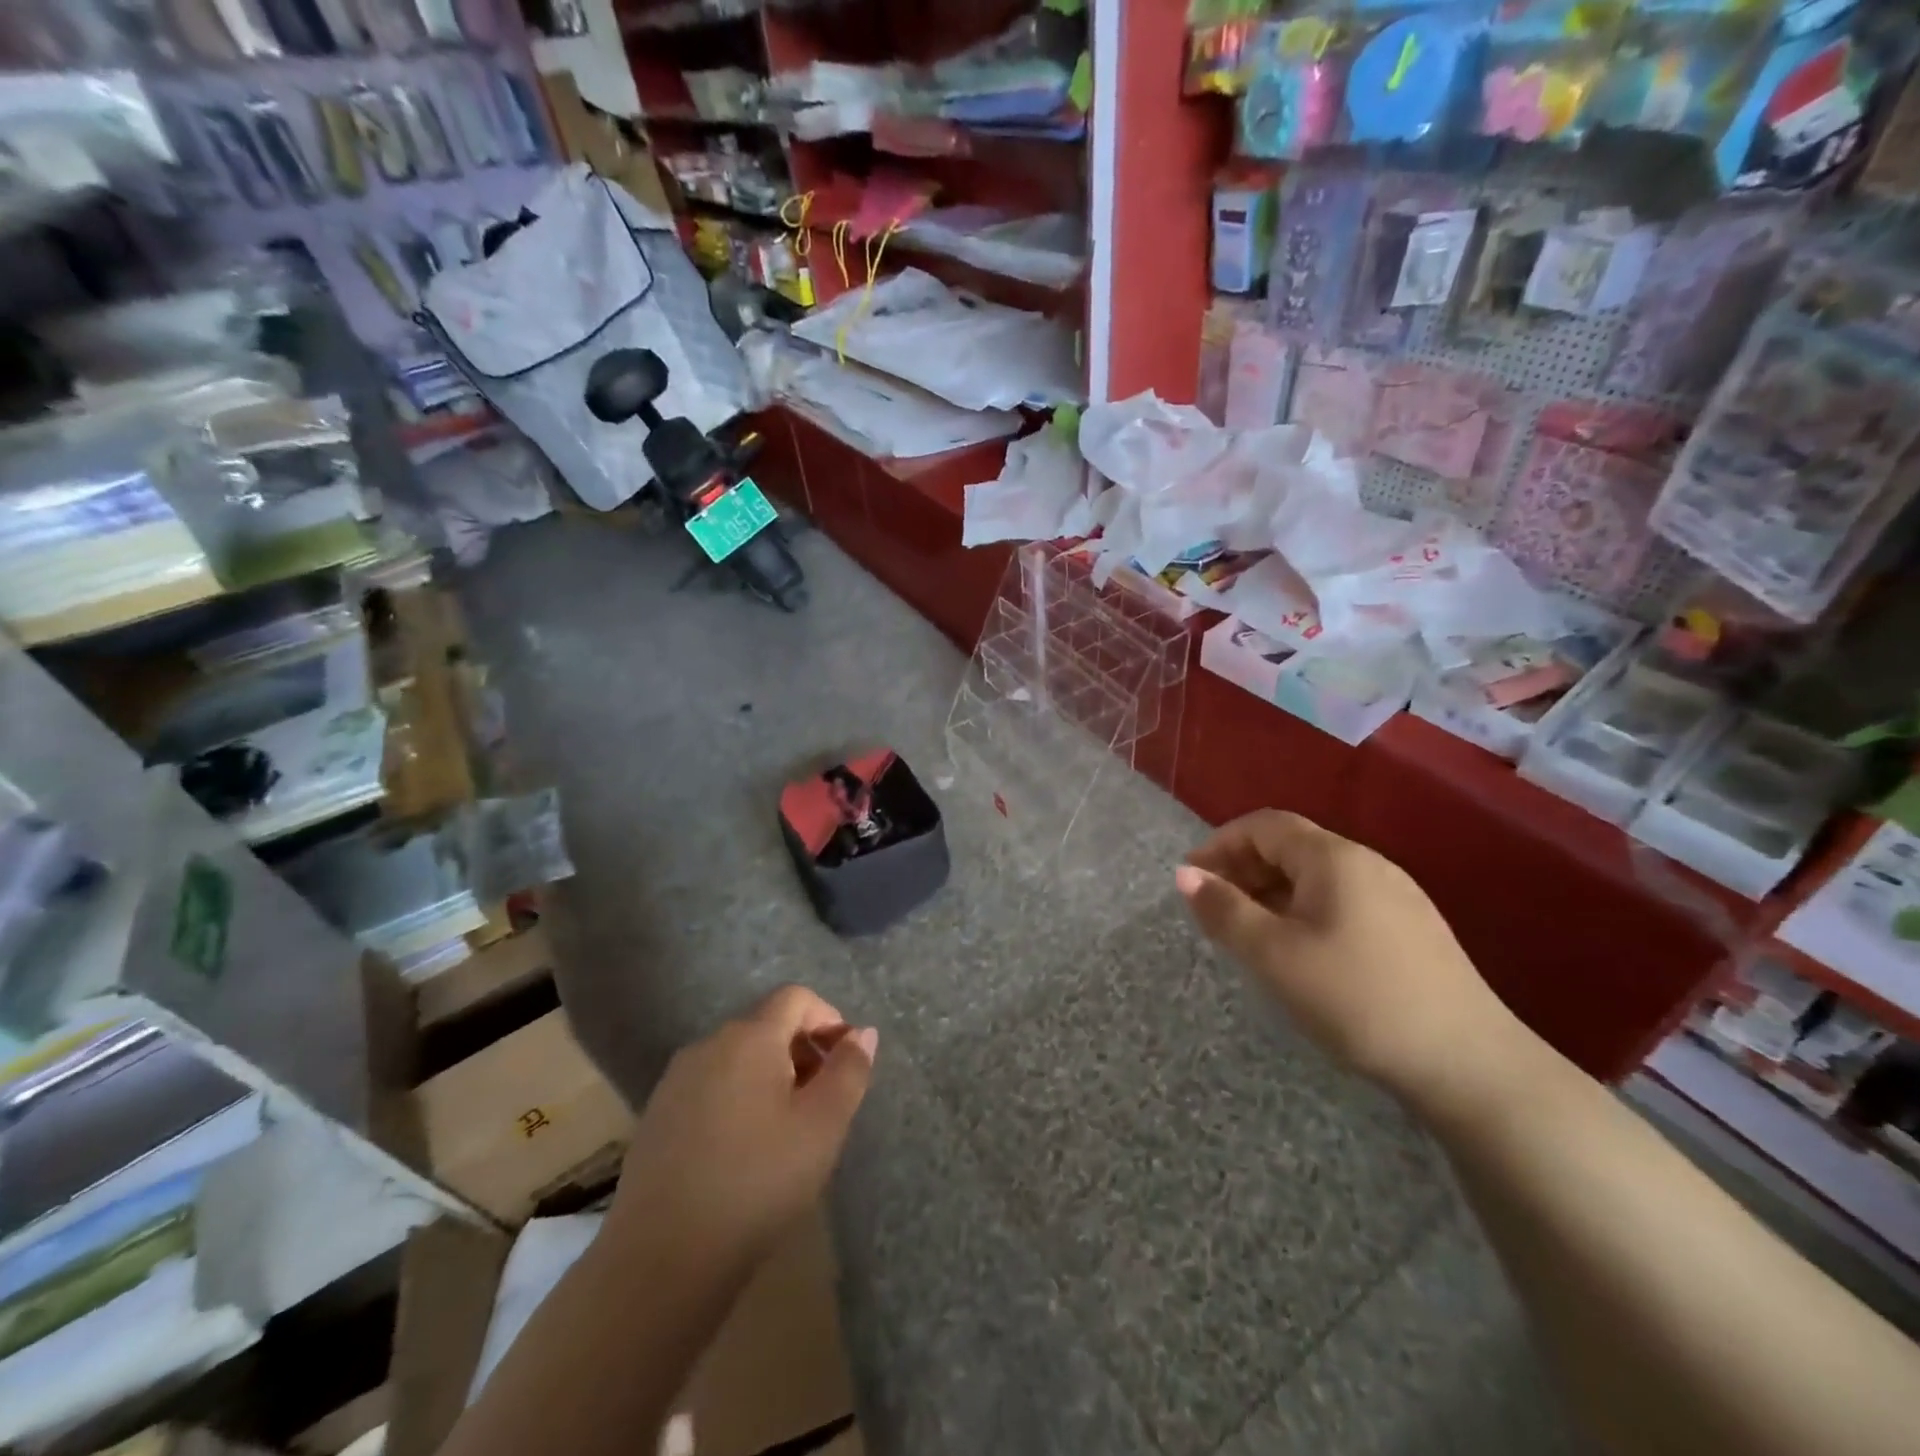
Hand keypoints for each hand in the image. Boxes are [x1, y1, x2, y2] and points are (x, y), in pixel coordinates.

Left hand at [608, 985, 877, 1265]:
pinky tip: (744, 1152)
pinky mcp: (657, 1116)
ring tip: (787, 1130)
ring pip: (738, 1057)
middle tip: (823, 1102)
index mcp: (749, 1037)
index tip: (845, 1062)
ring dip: (772, 1076)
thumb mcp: (822, 1126)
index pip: (796, 997)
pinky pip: (711, 1086)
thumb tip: (863, 1033)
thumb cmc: (757, 1182)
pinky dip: (738, 1098)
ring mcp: (676, 1080)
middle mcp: (708, 1045)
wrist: (661, 1260)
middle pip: (767, 1024)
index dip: (829, 1019)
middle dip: (803, 1051)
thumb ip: (849, 1071)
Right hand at [1177, 810, 1523, 1110]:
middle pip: (1291, 846)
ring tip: (1249, 933)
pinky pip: (1341, 900)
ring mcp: (1396, 895)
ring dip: (1271, 892)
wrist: (1469, 1063)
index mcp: (1333, 857)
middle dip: (1243, 869)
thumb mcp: (1274, 955)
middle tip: (1213, 910)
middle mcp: (1367, 863)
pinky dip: (1303, 911)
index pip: (1264, 825)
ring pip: (1316, 876)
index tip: (1191, 879)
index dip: (1220, 843)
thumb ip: (1224, 910)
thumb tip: (1183, 875)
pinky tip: (1300, 952)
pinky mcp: (1412, 928)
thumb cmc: (1357, 998)